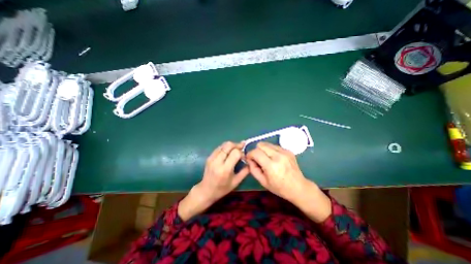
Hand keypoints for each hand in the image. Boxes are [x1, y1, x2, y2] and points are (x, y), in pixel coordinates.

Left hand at [178, 142, 249, 220]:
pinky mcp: (209, 157)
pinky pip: (219, 148)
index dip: (241, 152)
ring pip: (223, 145)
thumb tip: (250, 161)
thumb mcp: (236, 182)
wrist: (206, 190)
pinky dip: (225, 147)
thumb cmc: (222, 188)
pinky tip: (228, 152)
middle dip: (237, 145)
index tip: (244, 157)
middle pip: (228, 145)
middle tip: (241, 148)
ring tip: (236, 149)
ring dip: (231, 145)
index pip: (235, 153)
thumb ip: (245, 171)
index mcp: (225, 169)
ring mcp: (212, 158)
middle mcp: (217, 161)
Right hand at [247, 142, 329, 221]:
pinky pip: (274, 146)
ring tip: (266, 158)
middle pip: (261, 145)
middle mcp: (278, 156)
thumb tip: (249, 159)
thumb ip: (253, 169)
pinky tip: (273, 158)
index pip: (256, 152)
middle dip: (256, 150)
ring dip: (263, 149)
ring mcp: (284, 152)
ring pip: (267, 143)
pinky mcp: (288, 150)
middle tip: (257, 159)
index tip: (249, 158)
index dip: (250, 154)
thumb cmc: (280, 187)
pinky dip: (270, 150)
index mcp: (271, 166)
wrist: (299, 187)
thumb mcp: (263, 182)